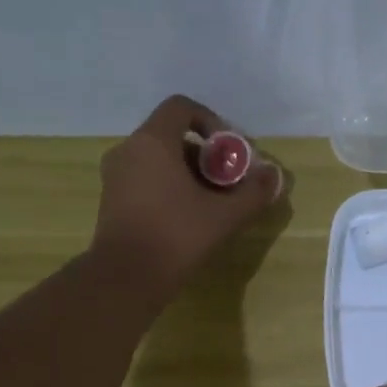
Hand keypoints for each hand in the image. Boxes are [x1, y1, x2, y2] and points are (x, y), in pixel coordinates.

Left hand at [91, 95, 284, 301]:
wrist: (126, 278)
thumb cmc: (176, 237)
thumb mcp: (224, 216)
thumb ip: (253, 192)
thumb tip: (275, 176)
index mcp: (153, 142)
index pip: (181, 107)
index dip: (211, 122)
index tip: (229, 152)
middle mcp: (128, 150)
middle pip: (172, 136)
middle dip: (205, 155)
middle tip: (227, 183)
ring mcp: (115, 176)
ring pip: (158, 160)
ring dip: (188, 174)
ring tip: (211, 203)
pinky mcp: (111, 200)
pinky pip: (145, 179)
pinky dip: (168, 187)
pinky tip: (187, 217)